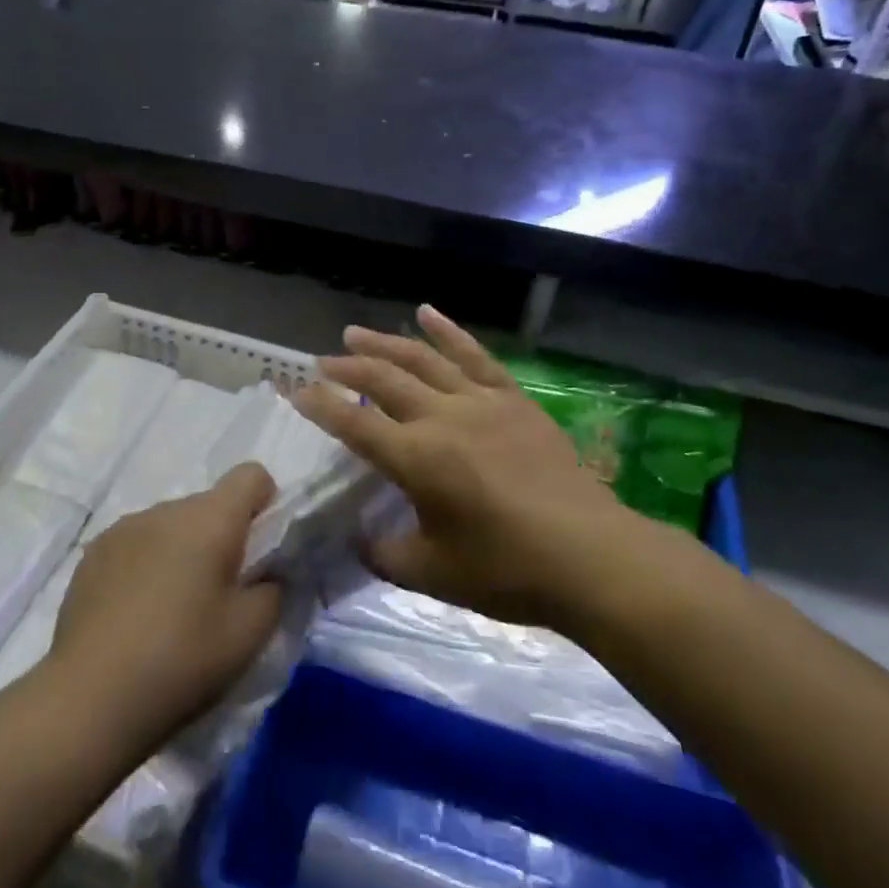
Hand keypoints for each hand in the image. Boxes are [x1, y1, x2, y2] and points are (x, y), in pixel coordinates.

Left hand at [49, 465, 280, 742]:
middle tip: (219, 596)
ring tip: (172, 611)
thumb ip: (272, 589)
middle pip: (209, 505)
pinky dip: (147, 566)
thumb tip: (266, 574)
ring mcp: (123, 528)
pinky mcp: (93, 554)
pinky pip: (136, 544)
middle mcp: (165, 510)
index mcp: (209, 519)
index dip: (265, 504)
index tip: (260, 551)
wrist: (88, 700)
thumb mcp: (249, 634)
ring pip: (171, 526)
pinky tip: (135, 616)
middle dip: (222, 538)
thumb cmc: (180, 660)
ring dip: (182, 551)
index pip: (251, 475)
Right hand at [292, 306, 630, 629]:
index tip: (297, 391)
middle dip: (347, 368)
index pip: (354, 424)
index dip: (321, 406)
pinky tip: (427, 312)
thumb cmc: (506, 570)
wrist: (591, 556)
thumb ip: (383, 554)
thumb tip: (359, 539)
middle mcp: (442, 418)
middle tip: (321, 360)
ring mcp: (480, 402)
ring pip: (422, 360)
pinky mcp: (512, 399)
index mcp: (416, 459)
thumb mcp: (431, 575)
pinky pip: (475, 356)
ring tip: (355, 332)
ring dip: (385, 343)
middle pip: (383, 381)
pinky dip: (448, 331)